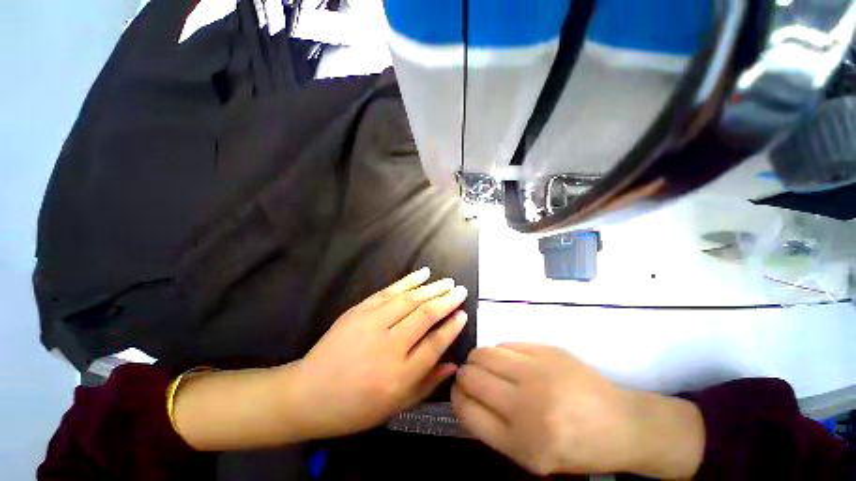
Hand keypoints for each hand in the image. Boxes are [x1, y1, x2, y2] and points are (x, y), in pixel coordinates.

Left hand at [291, 267, 468, 437]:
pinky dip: (409, 280)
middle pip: (425, 316)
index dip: (452, 327)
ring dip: (432, 288)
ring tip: (448, 282)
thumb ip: (427, 384)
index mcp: (399, 376)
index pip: (435, 344)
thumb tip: (454, 365)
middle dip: (447, 300)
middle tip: (460, 291)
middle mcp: (389, 347)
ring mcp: (372, 324)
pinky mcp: (360, 310)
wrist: (308, 393)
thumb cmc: (354, 407)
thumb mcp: (395, 407)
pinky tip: (423, 273)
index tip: (463, 314)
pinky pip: (390, 291)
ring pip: (410, 300)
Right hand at [452, 343, 704, 477]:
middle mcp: (527, 406)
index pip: (467, 411)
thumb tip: (466, 394)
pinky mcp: (546, 351)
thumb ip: (494, 429)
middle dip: (464, 375)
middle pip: (472, 378)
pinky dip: (500, 352)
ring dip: (477, 359)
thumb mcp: (531, 456)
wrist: (622, 425)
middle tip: (469, 376)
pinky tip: (509, 361)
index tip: (458, 390)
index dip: (457, 397)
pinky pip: (506, 345)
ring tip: (485, 365)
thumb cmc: (575, 448)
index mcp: (521, 443)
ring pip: (484, 354)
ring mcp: (538, 373)